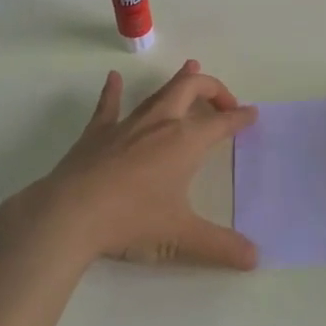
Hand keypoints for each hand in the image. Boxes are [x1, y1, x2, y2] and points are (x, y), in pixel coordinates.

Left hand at [38, 60, 258, 269]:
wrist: (70, 214)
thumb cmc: (131, 220)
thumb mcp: (180, 236)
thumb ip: (220, 245)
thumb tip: (255, 258)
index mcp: (185, 142)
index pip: (221, 123)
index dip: (239, 118)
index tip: (252, 114)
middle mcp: (160, 123)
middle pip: (191, 89)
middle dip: (212, 88)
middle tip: (225, 100)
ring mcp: (127, 124)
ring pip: (158, 92)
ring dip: (178, 80)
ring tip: (191, 67)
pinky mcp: (98, 132)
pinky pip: (109, 104)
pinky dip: (113, 90)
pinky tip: (113, 78)